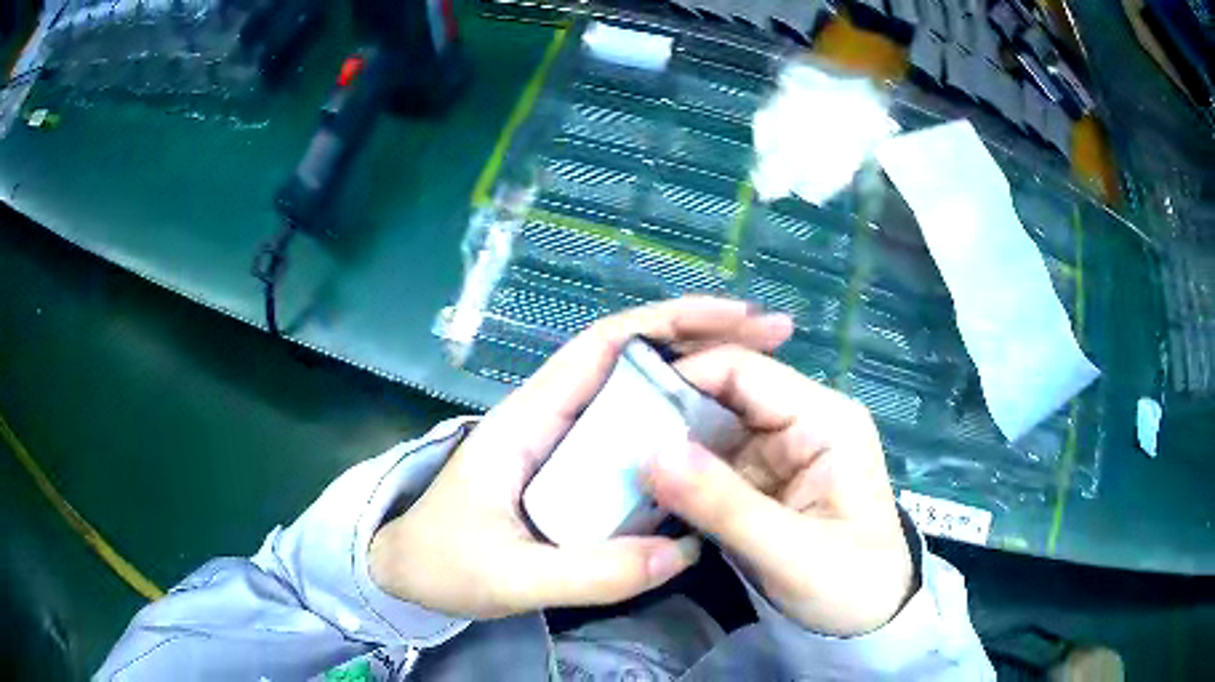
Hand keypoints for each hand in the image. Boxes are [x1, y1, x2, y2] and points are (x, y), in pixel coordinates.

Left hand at [370, 297, 793, 618]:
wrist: (405, 573)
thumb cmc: (441, 564)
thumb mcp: (507, 577)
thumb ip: (587, 573)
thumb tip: (683, 551)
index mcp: (529, 419)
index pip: (604, 346)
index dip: (671, 322)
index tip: (736, 319)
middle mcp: (551, 416)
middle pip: (632, 357)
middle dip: (701, 337)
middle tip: (772, 338)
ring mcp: (563, 443)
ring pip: (637, 396)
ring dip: (695, 381)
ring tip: (761, 381)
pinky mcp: (571, 471)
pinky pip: (631, 441)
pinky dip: (675, 431)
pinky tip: (715, 444)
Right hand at [642, 346, 913, 636]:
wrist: (872, 620)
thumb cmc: (849, 585)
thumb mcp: (789, 552)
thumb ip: (723, 504)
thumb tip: (651, 453)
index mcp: (824, 419)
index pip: (744, 371)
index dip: (683, 378)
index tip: (623, 405)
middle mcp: (804, 420)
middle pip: (725, 392)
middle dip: (670, 410)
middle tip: (612, 436)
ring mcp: (784, 449)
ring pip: (714, 426)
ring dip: (672, 443)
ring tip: (619, 459)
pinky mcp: (768, 477)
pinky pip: (716, 460)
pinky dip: (684, 472)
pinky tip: (648, 484)